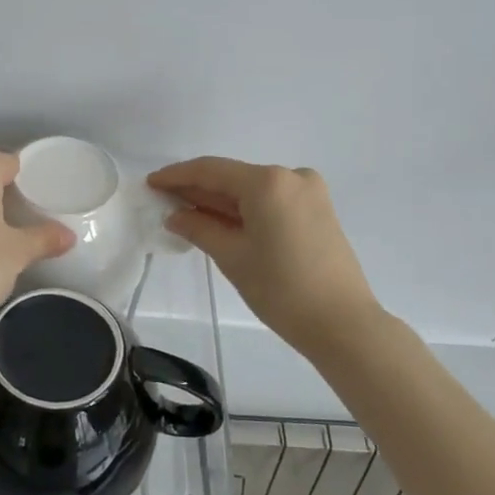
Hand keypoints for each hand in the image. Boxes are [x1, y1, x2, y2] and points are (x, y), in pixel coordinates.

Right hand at [149, 157, 380, 357]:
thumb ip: (199, 228)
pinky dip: (245, 209)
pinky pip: (271, 201)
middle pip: (233, 177)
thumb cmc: (281, 289)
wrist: (343, 324)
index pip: (211, 170)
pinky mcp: (318, 210)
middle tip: (164, 200)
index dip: (177, 176)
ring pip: (252, 190)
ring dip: (220, 201)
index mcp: (268, 182)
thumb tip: (176, 215)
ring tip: (186, 212)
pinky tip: (221, 221)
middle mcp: (291, 176)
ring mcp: (309, 192)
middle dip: (198, 189)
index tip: (151, 183)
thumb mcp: (232, 256)